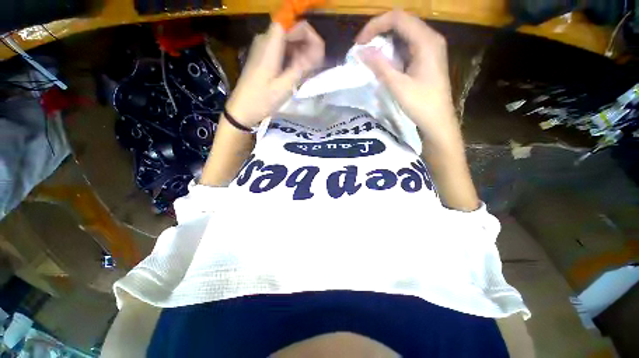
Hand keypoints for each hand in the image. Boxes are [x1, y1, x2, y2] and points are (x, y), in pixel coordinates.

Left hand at [225, 21, 324, 127]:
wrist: (242, 109)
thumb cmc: (262, 100)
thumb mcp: (284, 87)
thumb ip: (301, 67)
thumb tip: (317, 52)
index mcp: (269, 46)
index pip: (290, 24)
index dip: (307, 33)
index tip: (318, 51)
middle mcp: (264, 41)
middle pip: (289, 31)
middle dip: (306, 44)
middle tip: (316, 64)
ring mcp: (262, 49)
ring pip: (286, 41)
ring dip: (300, 51)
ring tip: (309, 69)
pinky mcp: (262, 57)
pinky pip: (281, 50)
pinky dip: (292, 57)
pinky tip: (298, 70)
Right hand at [356, 11, 460, 149]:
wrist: (438, 121)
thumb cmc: (421, 104)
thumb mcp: (398, 86)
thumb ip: (380, 66)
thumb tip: (361, 51)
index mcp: (426, 41)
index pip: (397, 18)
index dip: (375, 25)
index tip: (360, 43)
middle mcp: (430, 38)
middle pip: (401, 23)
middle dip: (379, 32)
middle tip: (362, 49)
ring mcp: (430, 48)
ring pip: (404, 35)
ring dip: (385, 42)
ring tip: (369, 56)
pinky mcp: (427, 58)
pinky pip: (407, 47)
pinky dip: (392, 51)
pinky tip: (384, 62)